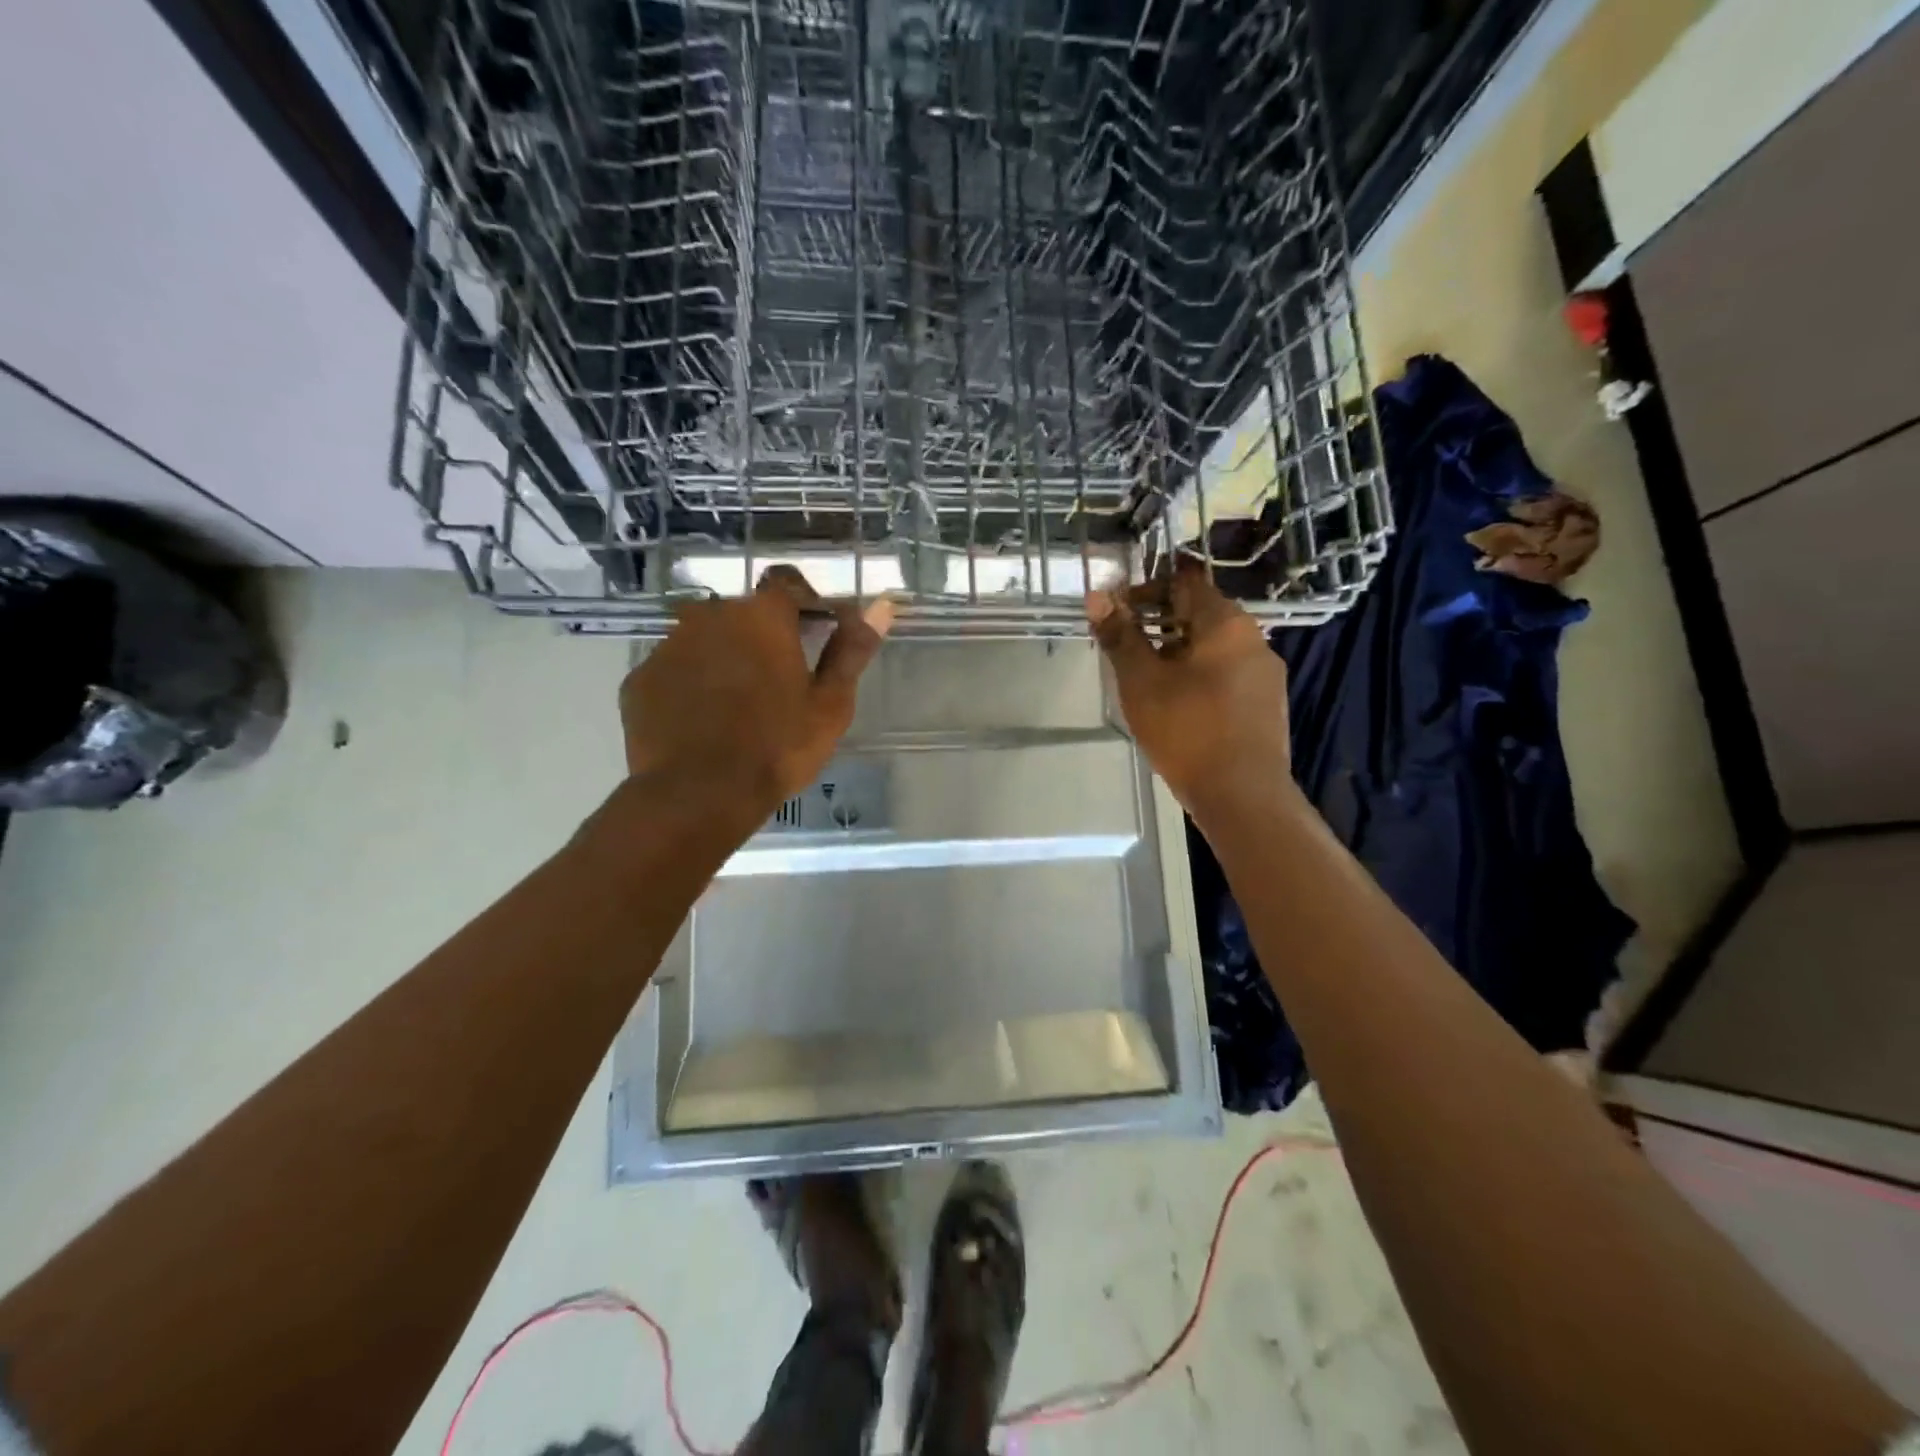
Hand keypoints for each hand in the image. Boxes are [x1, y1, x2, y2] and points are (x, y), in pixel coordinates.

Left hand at [619, 566, 893, 825]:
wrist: (698, 795)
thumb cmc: (778, 747)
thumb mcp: (830, 704)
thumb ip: (852, 650)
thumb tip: (883, 606)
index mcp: (762, 616)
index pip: (787, 583)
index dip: (805, 603)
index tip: (817, 632)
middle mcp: (710, 616)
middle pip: (744, 613)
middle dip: (764, 634)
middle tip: (780, 679)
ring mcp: (668, 646)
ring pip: (705, 639)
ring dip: (725, 656)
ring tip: (739, 704)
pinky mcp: (640, 679)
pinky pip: (674, 670)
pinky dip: (691, 684)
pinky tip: (703, 720)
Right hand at [1086, 562, 1291, 822]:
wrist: (1243, 795)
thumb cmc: (1187, 730)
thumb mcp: (1141, 682)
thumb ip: (1120, 636)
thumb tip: (1096, 596)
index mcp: (1226, 623)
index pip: (1184, 581)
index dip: (1146, 588)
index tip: (1117, 610)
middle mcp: (1253, 638)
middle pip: (1200, 613)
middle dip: (1159, 622)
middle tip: (1124, 645)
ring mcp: (1265, 672)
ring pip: (1213, 646)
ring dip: (1177, 650)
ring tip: (1144, 676)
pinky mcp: (1266, 703)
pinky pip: (1226, 672)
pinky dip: (1198, 673)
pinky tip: (1177, 703)